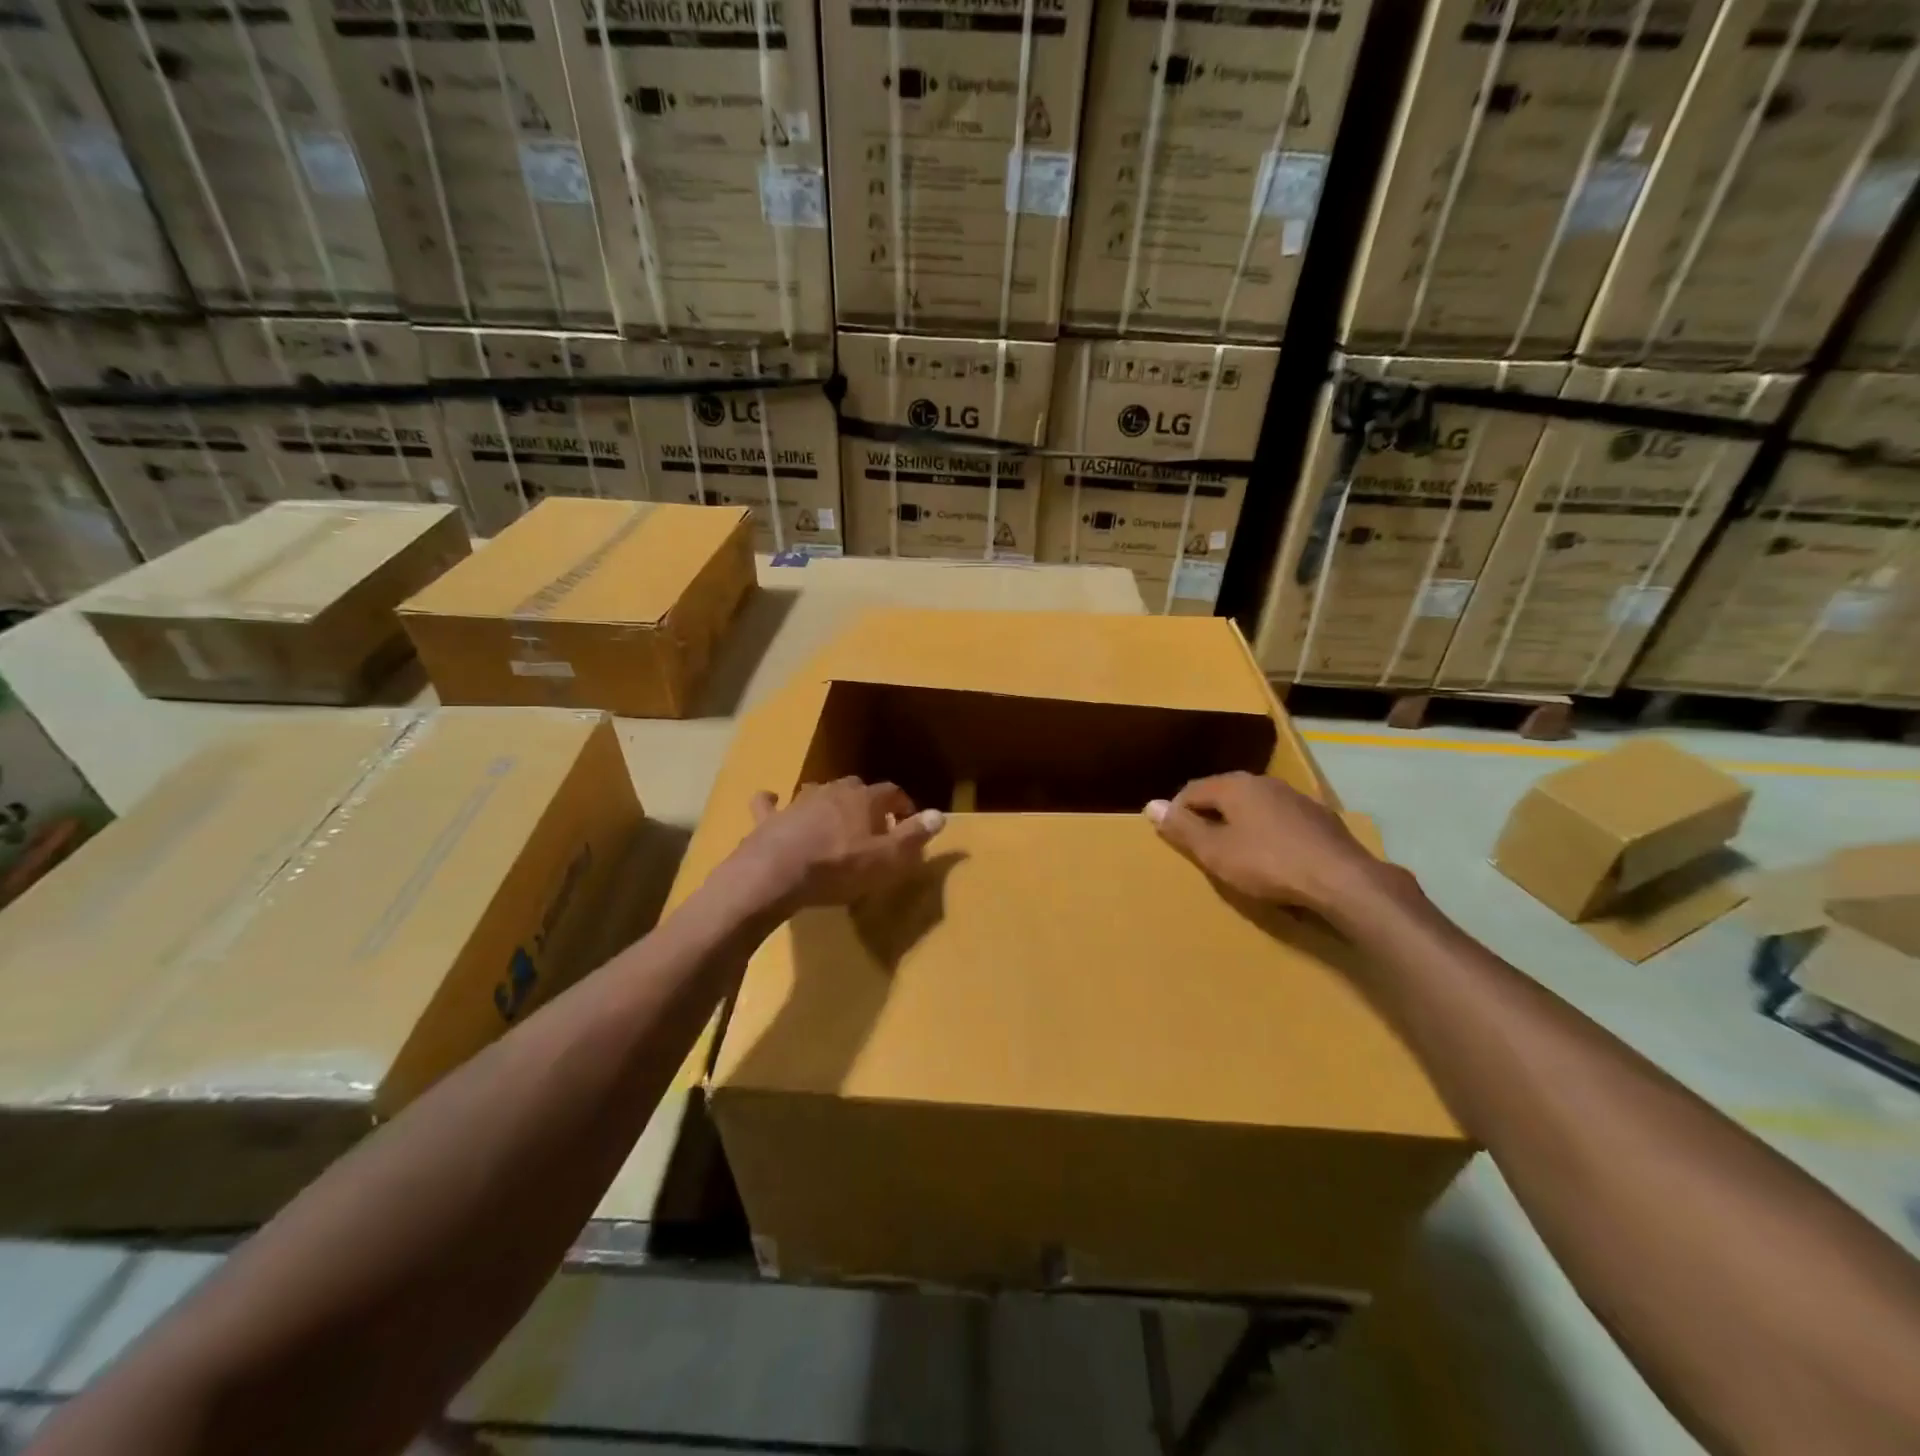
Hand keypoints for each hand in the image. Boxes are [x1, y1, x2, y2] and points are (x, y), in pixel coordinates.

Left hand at [721, 777, 944, 914]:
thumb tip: (940, 815)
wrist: (775, 873)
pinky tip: (772, 801)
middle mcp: (832, 791)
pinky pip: (770, 803)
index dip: (902, 806)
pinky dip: (773, 802)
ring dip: (828, 803)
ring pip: (818, 792)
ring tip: (833, 822)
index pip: (891, 792)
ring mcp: (798, 801)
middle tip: (872, 826)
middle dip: (866, 803)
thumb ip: (913, 836)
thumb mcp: (886, 860)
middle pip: (855, 788)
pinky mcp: (769, 817)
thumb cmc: (838, 868)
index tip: (908, 823)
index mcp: (864, 799)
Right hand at [1145, 772, 1392, 919]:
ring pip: (1254, 807)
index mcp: (1235, 785)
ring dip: (1239, 825)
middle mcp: (1264, 782)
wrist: (1342, 880)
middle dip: (1209, 818)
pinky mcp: (1320, 818)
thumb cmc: (1268, 864)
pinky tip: (1273, 858)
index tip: (1174, 840)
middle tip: (1202, 848)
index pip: (1192, 790)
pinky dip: (1267, 834)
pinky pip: (1279, 821)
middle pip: (1224, 795)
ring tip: (1235, 854)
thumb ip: (1182, 828)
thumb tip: (1150, 805)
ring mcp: (1296, 798)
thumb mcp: (1215, 852)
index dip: (1177, 813)